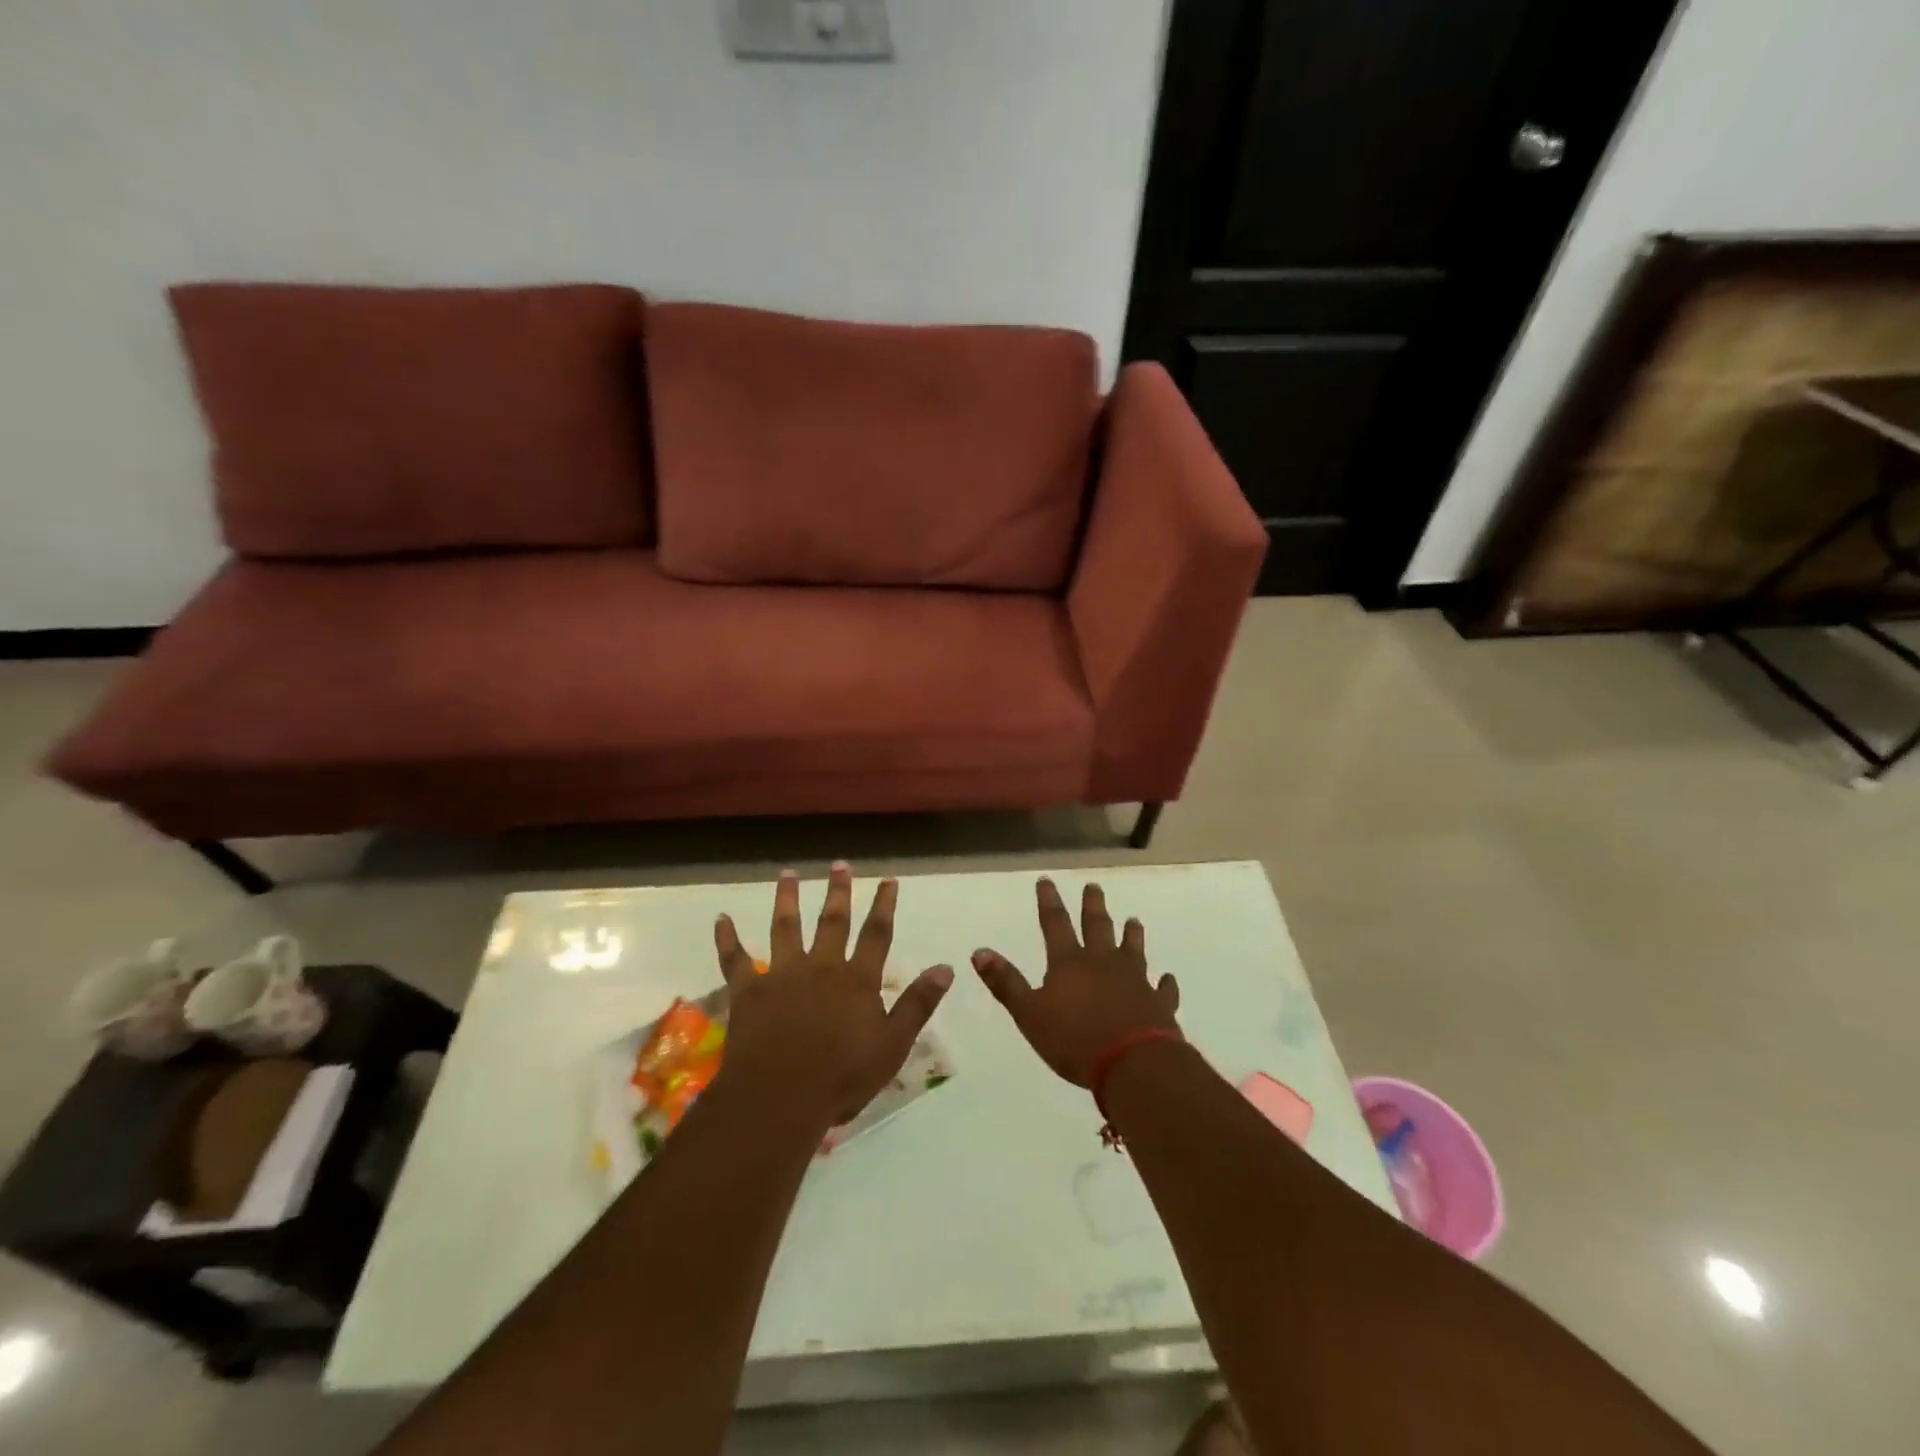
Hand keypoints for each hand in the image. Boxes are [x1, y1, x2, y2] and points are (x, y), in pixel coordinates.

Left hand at [715, 863, 952, 1127]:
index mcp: (856, 980)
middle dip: (838, 892)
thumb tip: (946, 967)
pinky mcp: (748, 991)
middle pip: (832, 922)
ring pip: (785, 927)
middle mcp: (821, 967)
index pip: (876, 934)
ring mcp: (781, 975)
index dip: (884, 906)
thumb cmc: (842, 1077)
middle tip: (839, 865)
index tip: (888, 880)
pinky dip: (727, 938)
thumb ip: (917, 1004)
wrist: (780, 1097)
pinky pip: (734, 959)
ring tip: (787, 873)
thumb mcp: (892, 1045)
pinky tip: (720, 918)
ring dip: (787, 899)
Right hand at [972, 877, 1180, 1086]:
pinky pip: (1163, 989)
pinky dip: (1165, 984)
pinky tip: (1168, 979)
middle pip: (1098, 927)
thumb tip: (979, 951)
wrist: (1133, 1064)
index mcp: (1069, 963)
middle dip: (1093, 906)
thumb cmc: (1075, 1040)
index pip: (1055, 924)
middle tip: (1094, 887)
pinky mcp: (1158, 1004)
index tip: (1047, 880)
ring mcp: (1135, 981)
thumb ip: (1006, 983)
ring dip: (1132, 935)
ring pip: (1133, 950)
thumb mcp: (1029, 1014)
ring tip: (1133, 920)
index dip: (1049, 902)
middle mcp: (1103, 964)